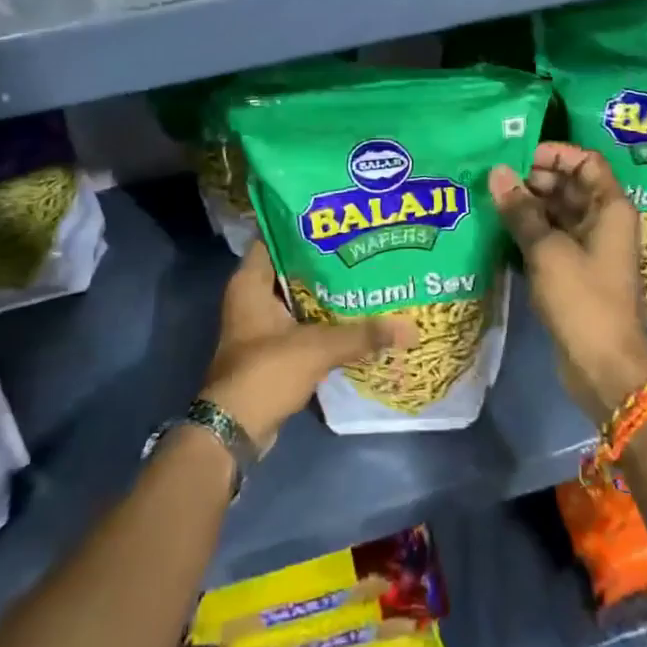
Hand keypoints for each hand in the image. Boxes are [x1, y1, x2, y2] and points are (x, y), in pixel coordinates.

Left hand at [200, 243, 415, 449]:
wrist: (235, 429)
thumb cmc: (266, 372)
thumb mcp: (318, 348)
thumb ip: (363, 334)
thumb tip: (410, 328)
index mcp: (251, 282)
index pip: (275, 236)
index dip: (303, 224)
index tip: (337, 218)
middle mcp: (251, 296)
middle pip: (291, 266)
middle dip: (324, 257)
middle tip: (362, 245)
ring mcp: (260, 323)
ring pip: (298, 295)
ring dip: (326, 290)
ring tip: (365, 273)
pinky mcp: (271, 347)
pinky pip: (301, 321)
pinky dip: (322, 317)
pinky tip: (354, 313)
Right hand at [489, 143, 646, 424]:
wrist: (603, 366)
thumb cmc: (582, 299)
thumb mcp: (547, 250)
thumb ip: (521, 210)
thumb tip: (497, 173)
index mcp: (610, 208)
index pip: (586, 162)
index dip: (554, 153)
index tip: (517, 155)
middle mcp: (603, 222)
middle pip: (569, 186)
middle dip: (533, 179)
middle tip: (493, 180)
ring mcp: (590, 249)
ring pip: (557, 213)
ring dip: (527, 206)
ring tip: (489, 201)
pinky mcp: (575, 272)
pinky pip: (552, 239)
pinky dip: (529, 232)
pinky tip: (497, 231)